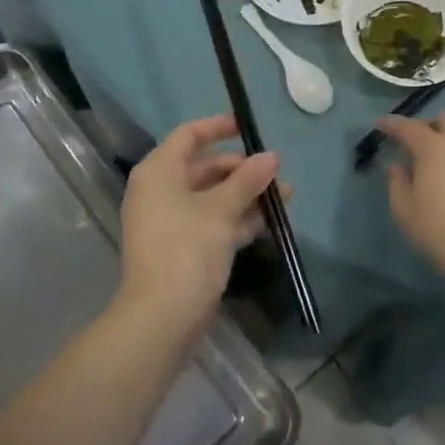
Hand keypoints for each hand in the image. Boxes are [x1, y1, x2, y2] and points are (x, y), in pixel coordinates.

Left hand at [118, 116, 278, 334]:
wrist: (161, 317)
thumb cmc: (187, 249)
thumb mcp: (222, 210)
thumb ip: (248, 179)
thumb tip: (271, 157)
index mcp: (159, 172)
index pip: (189, 135)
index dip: (219, 127)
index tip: (249, 127)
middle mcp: (159, 191)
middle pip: (204, 167)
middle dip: (242, 168)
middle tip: (275, 171)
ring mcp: (169, 221)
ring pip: (211, 196)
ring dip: (246, 194)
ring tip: (285, 196)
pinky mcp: (181, 247)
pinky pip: (211, 221)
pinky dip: (237, 218)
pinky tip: (270, 221)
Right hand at [377, 112, 444, 295]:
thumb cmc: (444, 233)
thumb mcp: (406, 214)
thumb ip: (397, 184)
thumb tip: (398, 166)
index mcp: (434, 148)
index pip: (408, 126)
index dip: (391, 124)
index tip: (379, 124)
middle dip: (428, 125)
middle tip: (415, 144)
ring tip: (438, 162)